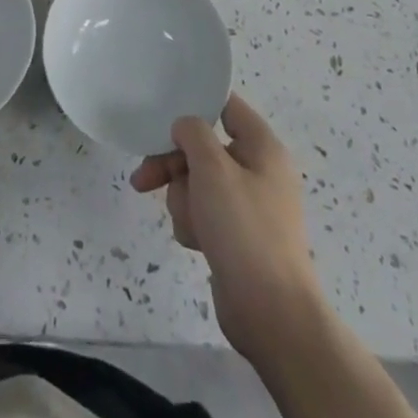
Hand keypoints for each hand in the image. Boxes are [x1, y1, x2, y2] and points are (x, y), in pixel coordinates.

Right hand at [130, 93, 323, 360]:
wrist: (271, 314)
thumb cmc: (244, 229)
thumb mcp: (212, 168)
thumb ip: (192, 133)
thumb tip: (185, 127)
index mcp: (263, 147)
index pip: (226, 105)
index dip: (196, 103)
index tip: (163, 111)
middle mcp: (258, 170)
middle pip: (203, 147)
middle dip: (174, 164)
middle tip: (145, 178)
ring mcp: (248, 205)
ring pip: (198, 182)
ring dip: (183, 198)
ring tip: (190, 223)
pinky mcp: (238, 236)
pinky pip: (204, 213)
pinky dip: (194, 223)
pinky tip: (196, 243)